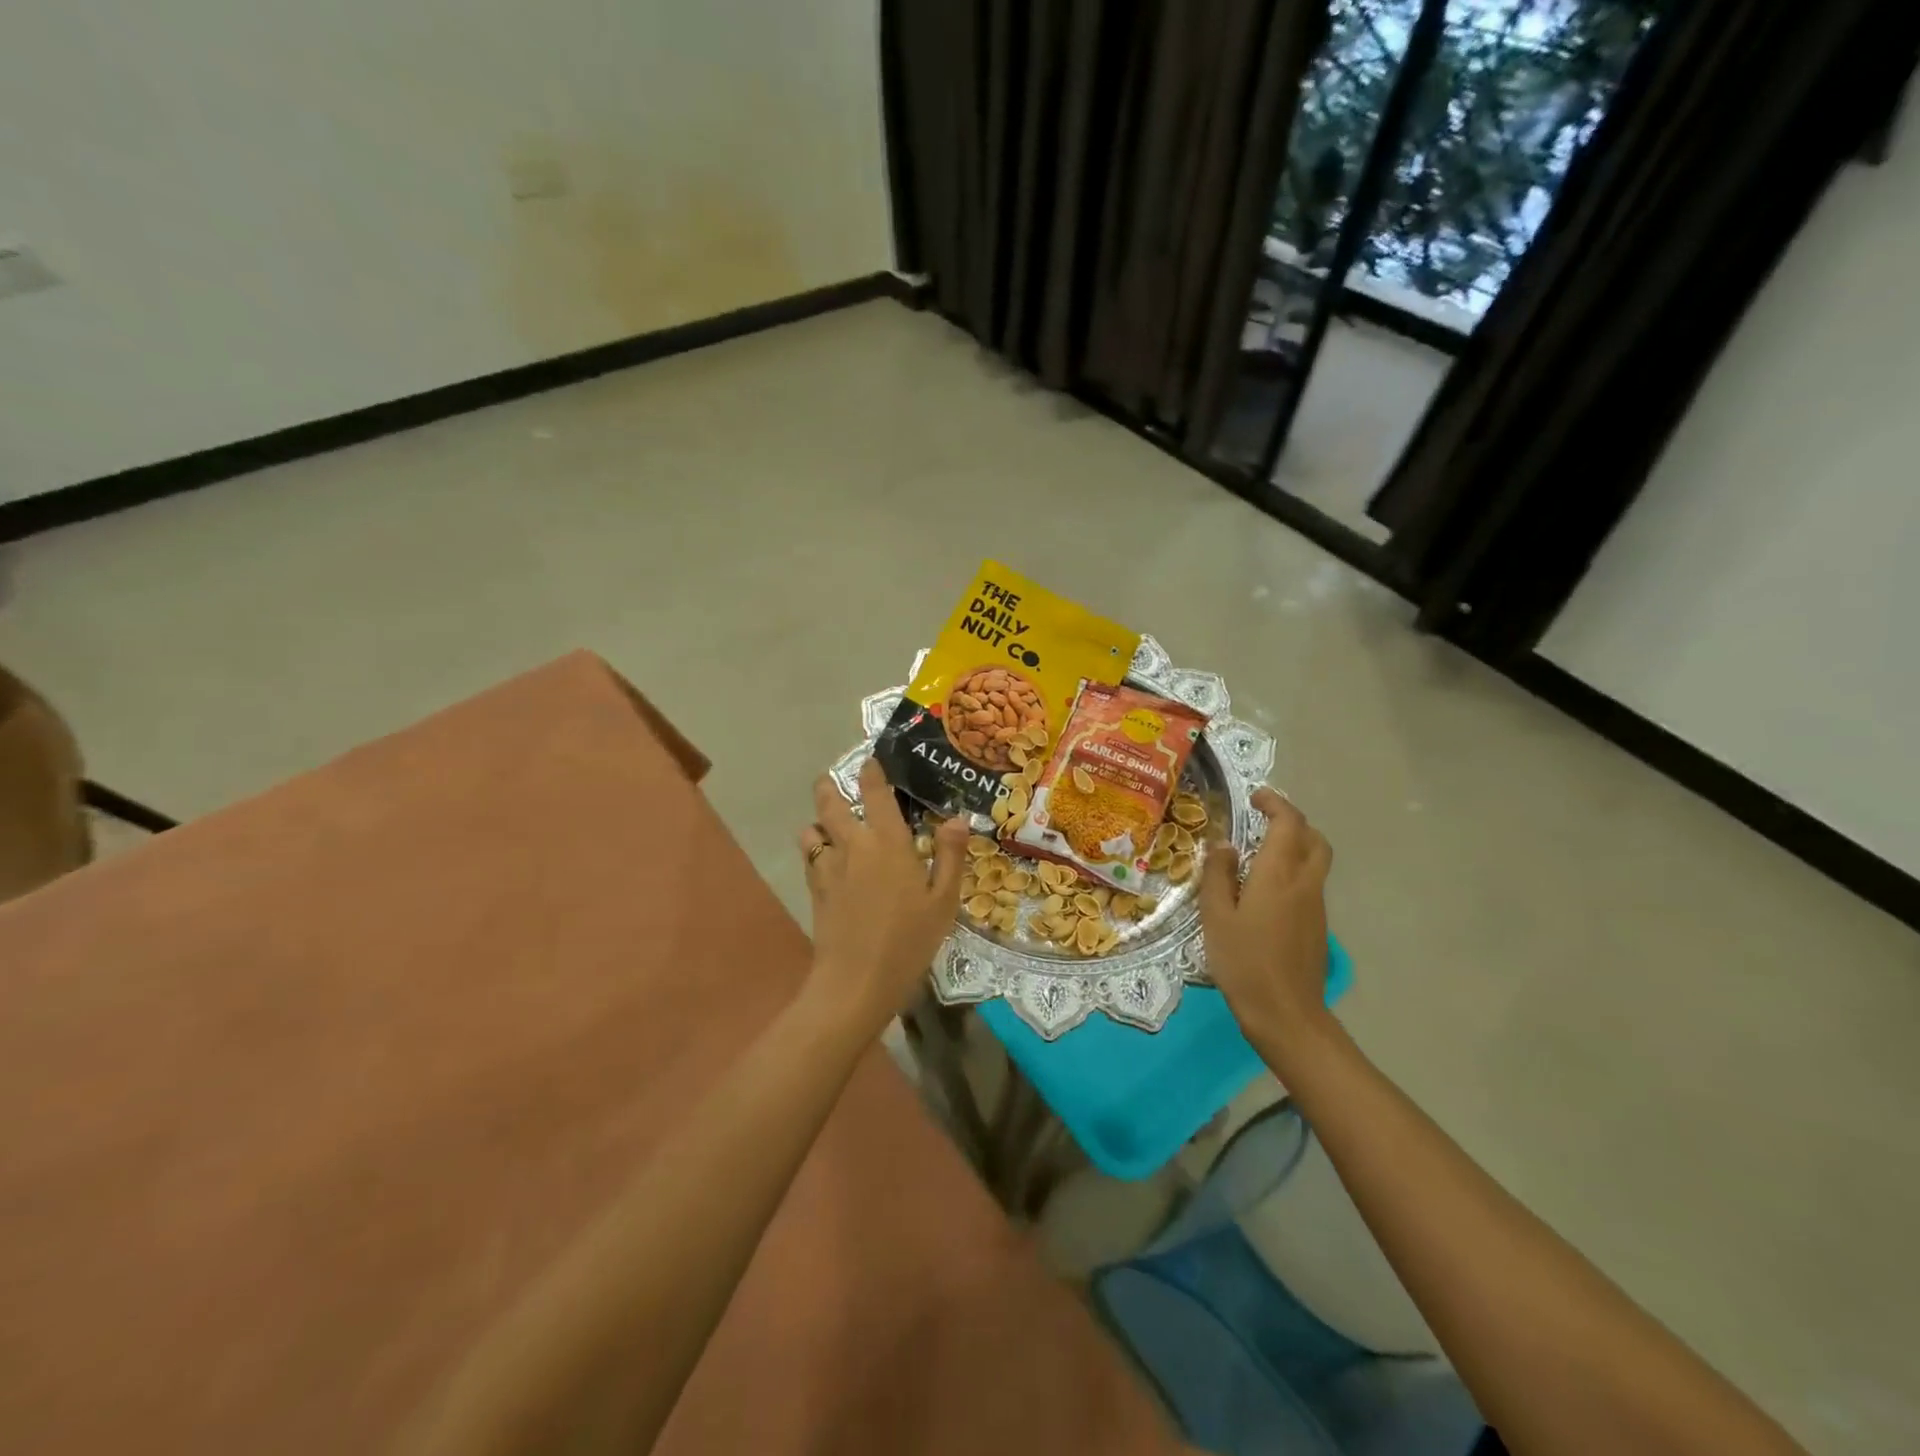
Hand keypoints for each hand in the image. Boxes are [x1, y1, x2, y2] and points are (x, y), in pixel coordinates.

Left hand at [798, 759, 968, 1033]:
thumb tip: (957, 818)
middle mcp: (853, 844)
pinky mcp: (815, 888)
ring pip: (813, 827)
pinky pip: (809, 855)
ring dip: (819, 819)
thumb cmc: (908, 940)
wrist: (856, 981)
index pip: (874, 792)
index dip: (871, 771)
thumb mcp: (943, 901)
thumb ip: (950, 855)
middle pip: (830, 801)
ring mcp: (828, 866)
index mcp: (887, 841)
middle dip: (829, 786)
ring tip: (830, 823)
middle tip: (836, 780)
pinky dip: (815, 847)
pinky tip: (828, 858)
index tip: (871, 760)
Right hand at [1200, 787, 1334, 1063]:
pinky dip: (1294, 871)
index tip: (1255, 798)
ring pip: (1316, 861)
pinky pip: (1310, 884)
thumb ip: (1219, 875)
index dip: (1275, 804)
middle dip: (1293, 822)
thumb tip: (1224, 846)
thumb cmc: (1244, 961)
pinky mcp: (1318, 927)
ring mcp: (1316, 907)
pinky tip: (1266, 890)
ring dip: (1295, 846)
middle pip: (1314, 839)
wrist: (1286, 1014)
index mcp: (1279, 874)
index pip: (1289, 823)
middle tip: (1264, 820)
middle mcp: (1305, 883)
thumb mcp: (1216, 916)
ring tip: (1261, 852)